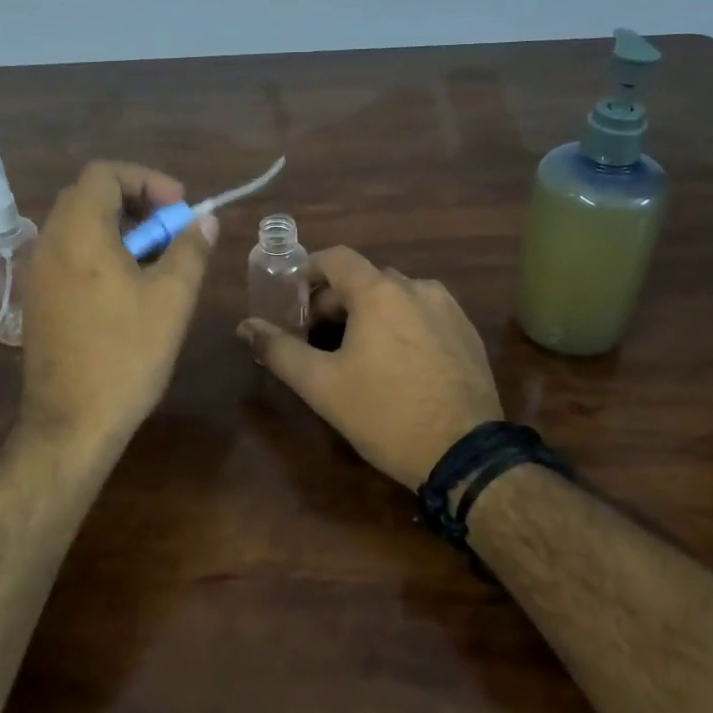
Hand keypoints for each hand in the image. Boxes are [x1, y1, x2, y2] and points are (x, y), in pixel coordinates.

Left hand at [19, 161, 218, 456]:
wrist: (71, 423)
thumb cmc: (126, 354)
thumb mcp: (172, 298)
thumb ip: (190, 248)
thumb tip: (205, 218)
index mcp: (79, 232)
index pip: (104, 173)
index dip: (146, 180)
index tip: (178, 207)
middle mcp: (50, 243)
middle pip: (90, 196)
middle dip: (136, 203)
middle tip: (171, 230)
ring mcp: (38, 273)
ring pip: (79, 227)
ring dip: (120, 229)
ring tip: (157, 262)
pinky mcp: (38, 300)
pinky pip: (70, 255)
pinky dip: (101, 253)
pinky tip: (129, 290)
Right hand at [237, 247, 500, 490]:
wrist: (465, 455)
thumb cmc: (385, 414)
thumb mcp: (321, 385)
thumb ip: (278, 349)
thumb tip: (245, 326)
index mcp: (379, 291)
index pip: (336, 257)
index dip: (308, 273)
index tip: (293, 303)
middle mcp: (417, 287)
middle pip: (364, 279)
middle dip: (335, 301)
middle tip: (317, 339)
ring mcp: (448, 309)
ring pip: (396, 296)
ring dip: (369, 313)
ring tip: (356, 353)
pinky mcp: (467, 333)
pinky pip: (423, 314)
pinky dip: (401, 325)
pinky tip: (397, 365)